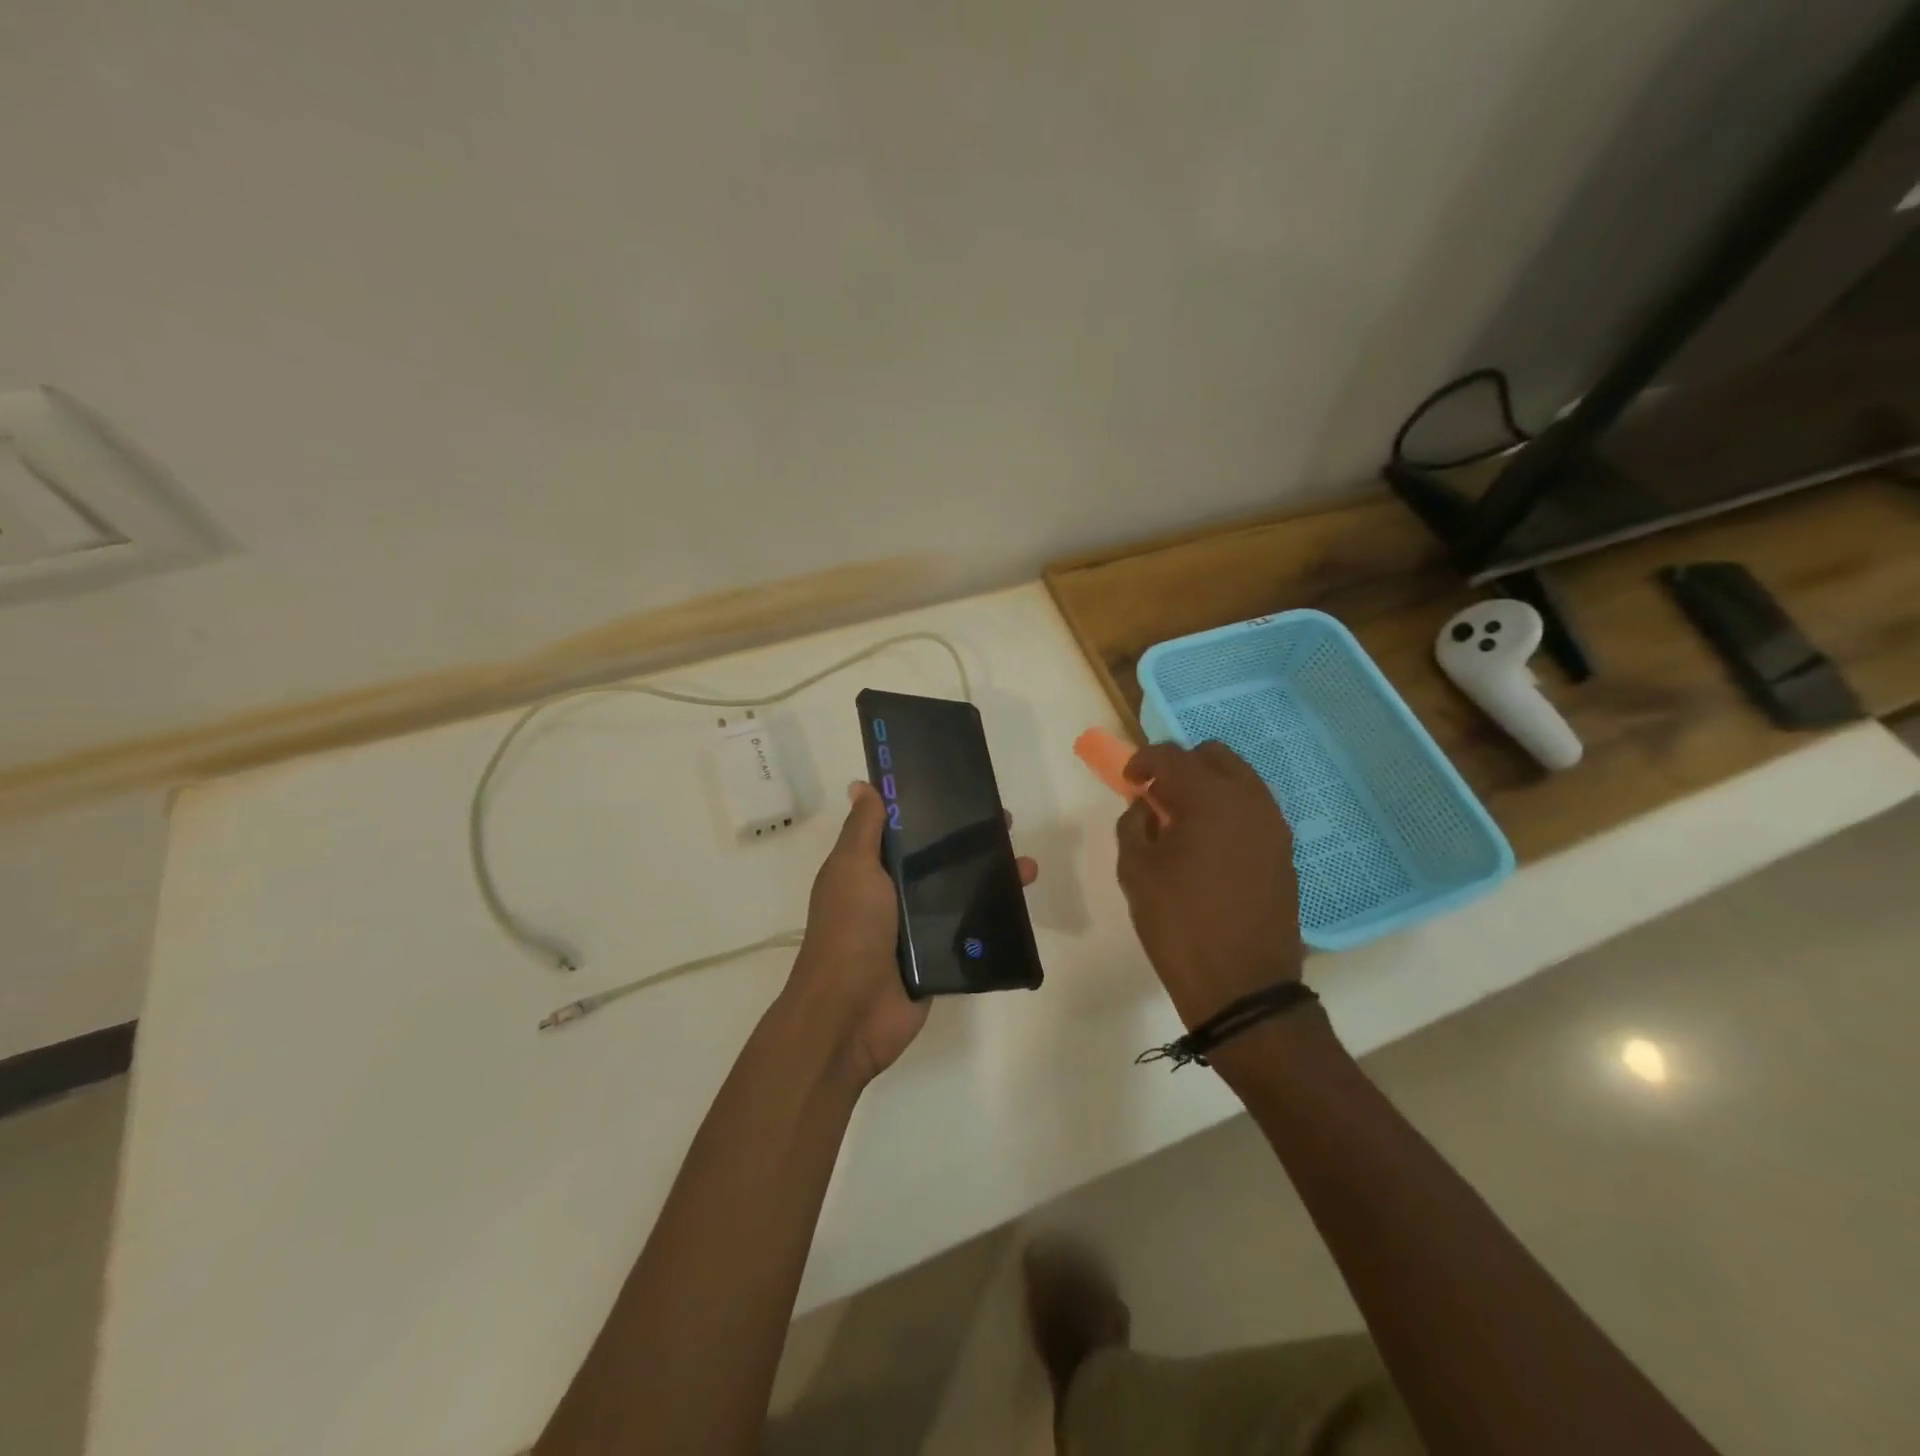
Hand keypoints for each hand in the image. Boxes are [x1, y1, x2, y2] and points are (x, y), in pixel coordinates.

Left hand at [788, 781, 1037, 1085]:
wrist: (851, 1011)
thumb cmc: (850, 929)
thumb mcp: (852, 868)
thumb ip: (864, 829)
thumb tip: (863, 785)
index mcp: (870, 869)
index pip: (905, 831)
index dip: (932, 810)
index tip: (963, 791)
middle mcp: (894, 894)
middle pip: (939, 859)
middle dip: (972, 841)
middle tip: (1006, 825)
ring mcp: (918, 928)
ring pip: (961, 892)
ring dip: (994, 876)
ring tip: (1027, 867)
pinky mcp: (939, 957)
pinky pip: (970, 930)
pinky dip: (995, 917)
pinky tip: (1022, 903)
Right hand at [1115, 742, 1303, 1028]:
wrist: (1241, 986)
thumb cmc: (1179, 924)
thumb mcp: (1136, 872)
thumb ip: (1134, 825)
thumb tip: (1146, 808)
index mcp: (1210, 798)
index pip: (1172, 756)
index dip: (1143, 761)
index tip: (1128, 781)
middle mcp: (1249, 800)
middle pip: (1214, 756)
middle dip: (1181, 766)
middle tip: (1157, 796)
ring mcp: (1274, 825)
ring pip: (1239, 779)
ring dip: (1208, 786)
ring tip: (1183, 820)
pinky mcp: (1285, 851)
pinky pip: (1254, 809)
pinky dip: (1229, 810)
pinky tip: (1209, 844)